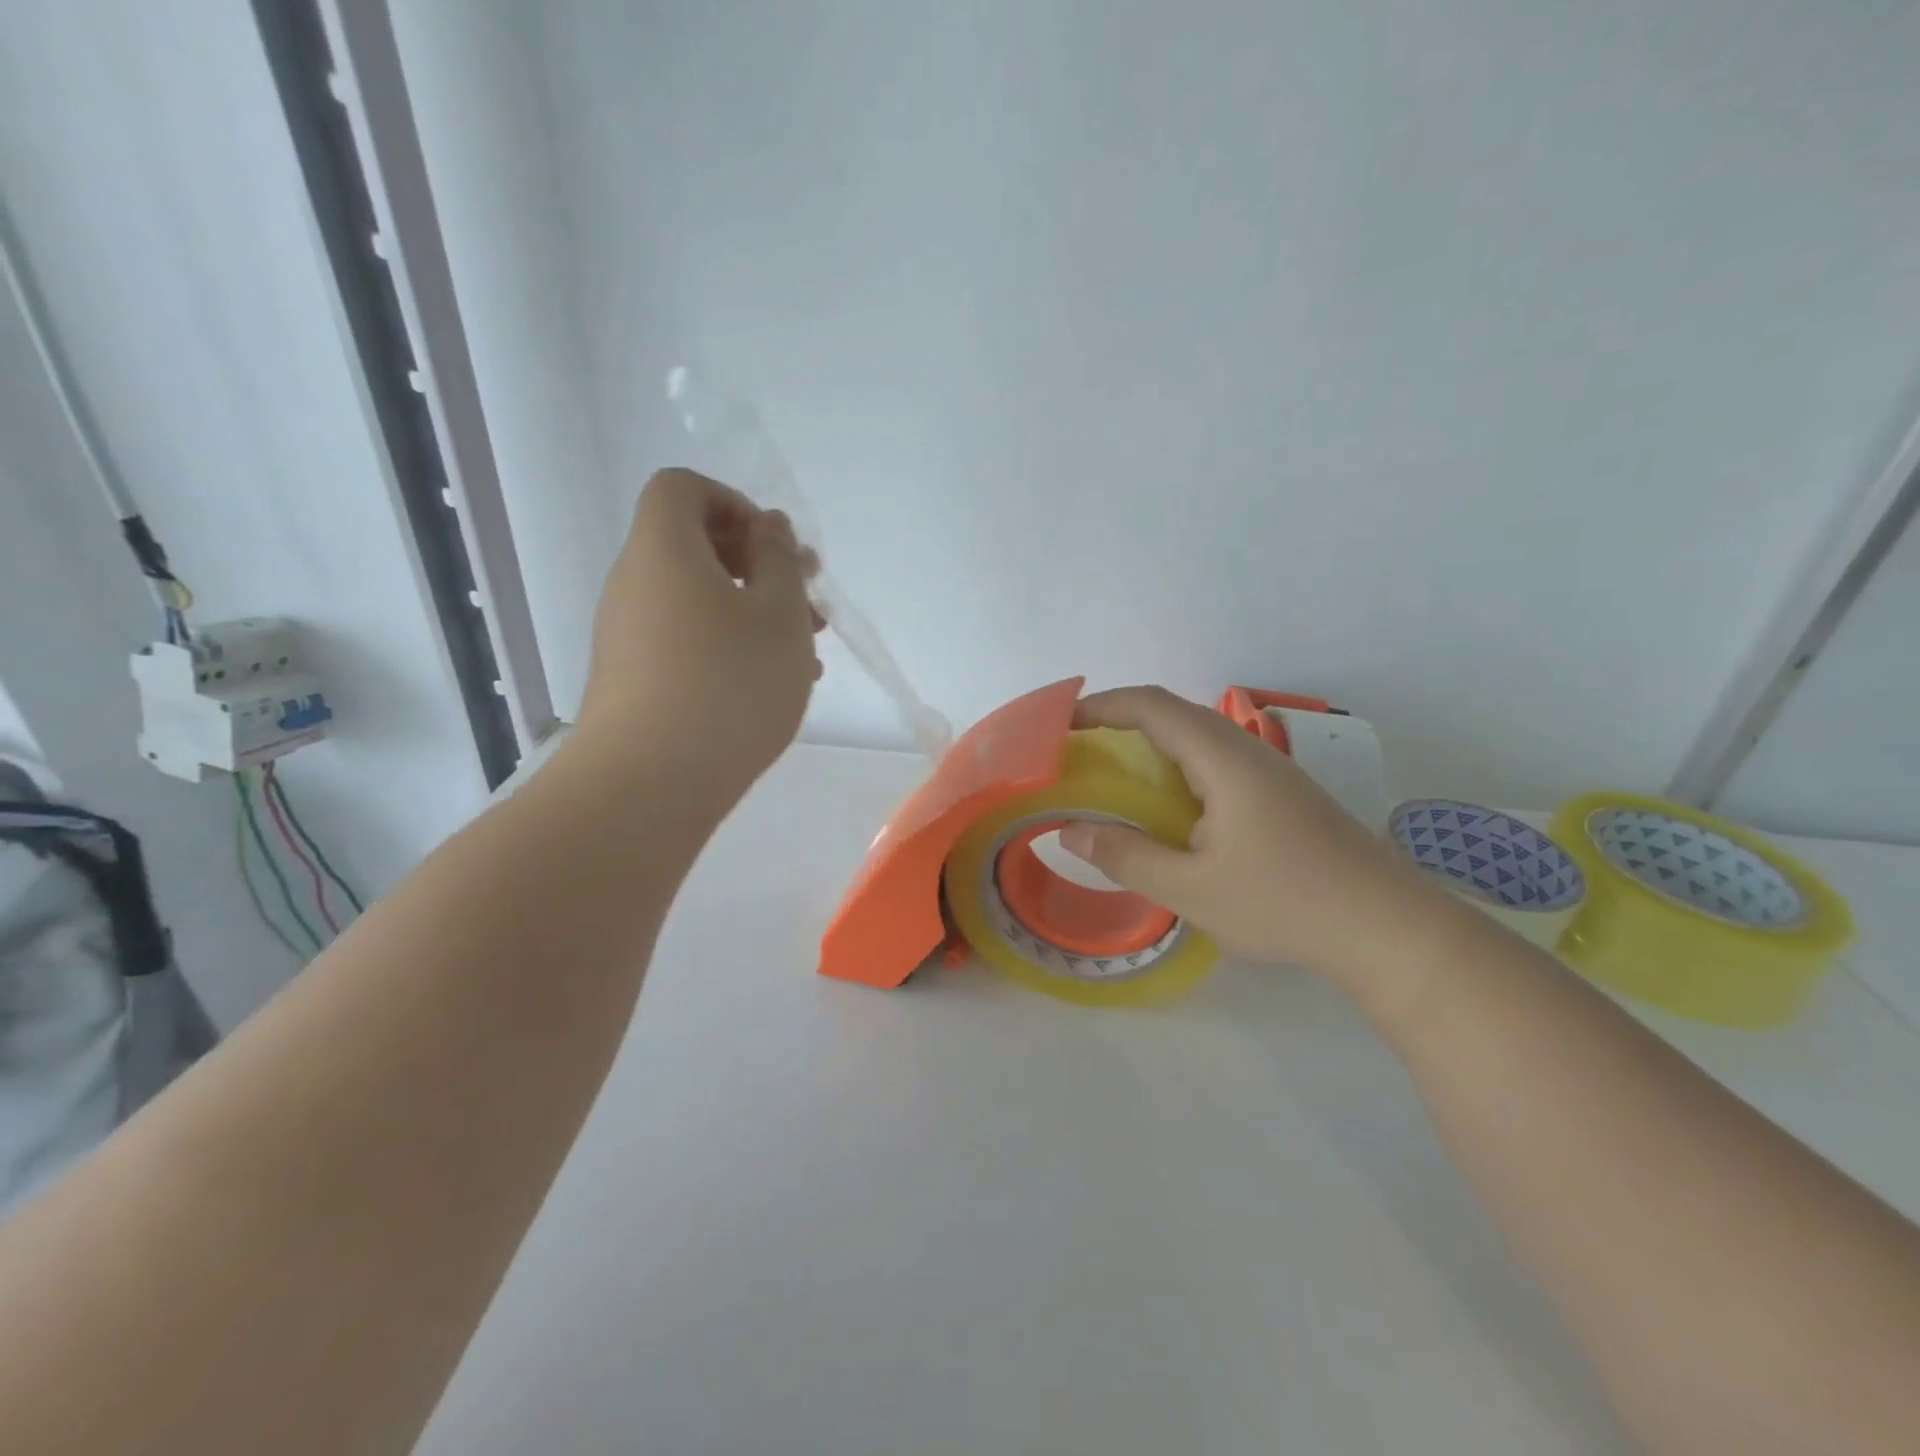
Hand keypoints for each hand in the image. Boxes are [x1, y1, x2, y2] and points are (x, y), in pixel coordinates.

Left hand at [571, 469, 821, 802]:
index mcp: (664, 549)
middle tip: (809, 602)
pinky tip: (769, 686)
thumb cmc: (728, 685)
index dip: (736, 503)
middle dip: (759, 566)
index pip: (684, 488)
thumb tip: (768, 528)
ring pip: (697, 600)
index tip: (777, 549)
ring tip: (805, 653)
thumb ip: (780, 559)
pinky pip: (686, 642)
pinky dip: (728, 648)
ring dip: (752, 612)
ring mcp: (629, 635)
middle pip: (694, 546)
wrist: (648, 785)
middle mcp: (635, 583)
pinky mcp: (632, 680)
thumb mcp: (779, 614)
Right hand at [1057, 687, 1451, 987]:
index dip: (1102, 705)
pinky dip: (1176, 768)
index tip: (1060, 723)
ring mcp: (1270, 771)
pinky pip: (1216, 762)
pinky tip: (1170, 809)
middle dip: (1119, 722)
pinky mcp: (1282, 795)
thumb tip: (1070, 831)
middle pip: (1174, 713)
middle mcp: (1247, 751)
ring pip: (1198, 737)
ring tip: (1114, 777)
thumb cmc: (1284, 903)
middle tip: (1078, 751)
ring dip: (1150, 745)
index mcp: (1223, 760)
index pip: (1152, 707)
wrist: (1388, 928)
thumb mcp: (1191, 889)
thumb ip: (1125, 856)